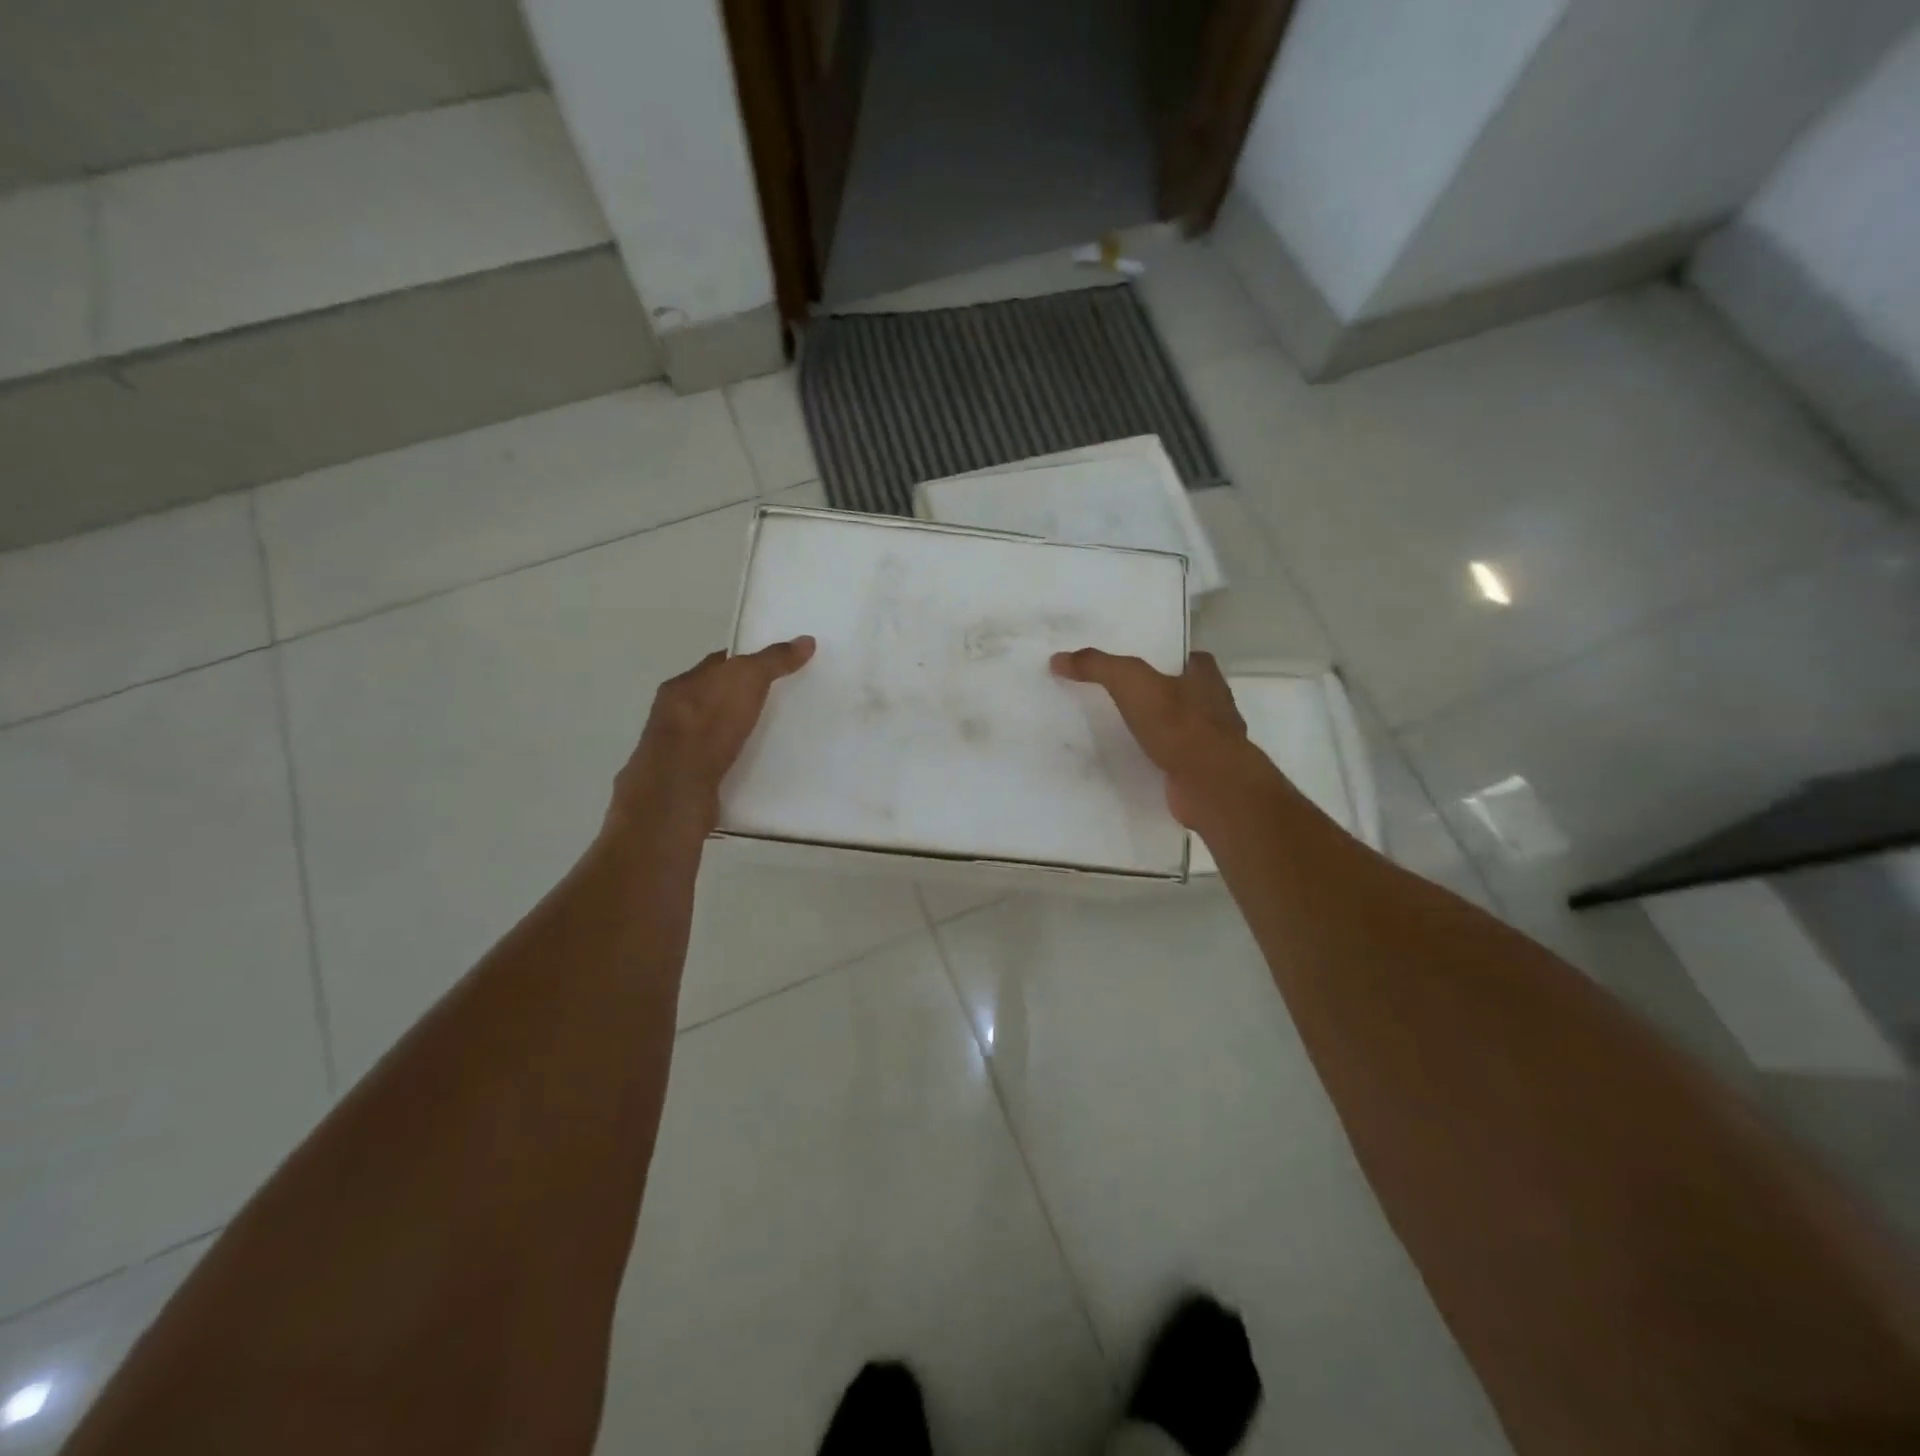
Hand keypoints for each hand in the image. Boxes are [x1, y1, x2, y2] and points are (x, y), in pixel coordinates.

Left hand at [610, 637, 815, 834]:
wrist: (678, 789)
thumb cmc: (708, 725)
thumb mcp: (746, 680)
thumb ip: (773, 660)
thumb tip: (806, 640)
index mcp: (682, 685)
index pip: (717, 665)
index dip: (745, 662)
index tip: (775, 667)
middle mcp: (673, 713)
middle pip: (714, 697)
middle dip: (741, 699)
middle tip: (779, 702)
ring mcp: (676, 750)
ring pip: (712, 732)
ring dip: (735, 733)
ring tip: (769, 737)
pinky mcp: (686, 781)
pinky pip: (714, 762)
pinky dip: (731, 761)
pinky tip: (752, 766)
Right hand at [1050, 647, 1265, 827]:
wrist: (1209, 785)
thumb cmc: (1178, 725)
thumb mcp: (1130, 682)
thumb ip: (1097, 666)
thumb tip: (1058, 659)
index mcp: (1206, 677)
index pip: (1188, 659)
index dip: (1165, 659)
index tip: (1135, 664)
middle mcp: (1215, 706)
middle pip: (1183, 692)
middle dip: (1158, 695)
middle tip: (1118, 696)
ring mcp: (1212, 743)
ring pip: (1179, 728)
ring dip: (1157, 730)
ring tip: (1119, 731)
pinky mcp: (1202, 773)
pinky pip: (1174, 760)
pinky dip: (1157, 760)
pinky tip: (1133, 763)